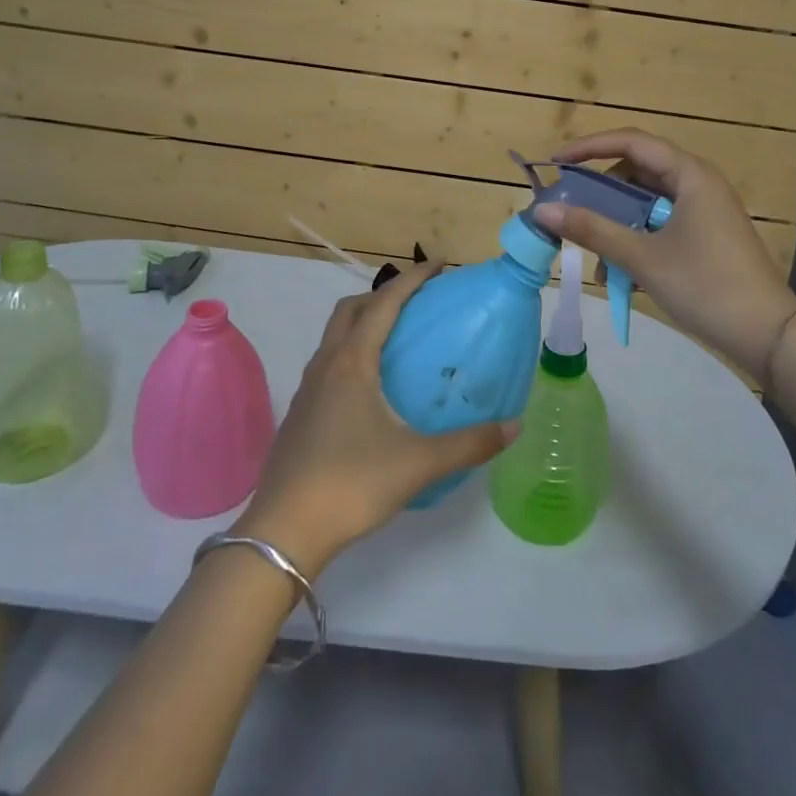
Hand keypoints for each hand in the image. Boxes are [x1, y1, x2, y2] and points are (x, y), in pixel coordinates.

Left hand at [234, 261, 518, 573]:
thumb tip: (513, 425)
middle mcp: (326, 365)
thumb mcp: (419, 463)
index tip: (440, 264)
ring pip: (335, 336)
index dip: (413, 279)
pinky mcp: (300, 414)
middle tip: (417, 301)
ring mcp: (307, 389)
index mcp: (352, 363)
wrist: (283, 532)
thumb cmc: (351, 483)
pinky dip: (351, 353)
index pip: (384, 302)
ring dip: (363, 323)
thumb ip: (469, 444)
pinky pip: (328, 363)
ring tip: (395, 339)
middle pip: (351, 310)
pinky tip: (370, 389)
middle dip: (383, 294)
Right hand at [532, 129, 795, 382]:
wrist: (769, 336)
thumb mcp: (643, 258)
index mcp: (690, 174)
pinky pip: (660, 221)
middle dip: (601, 190)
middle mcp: (698, 182)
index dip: (589, 147)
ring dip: (617, 221)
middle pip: (637, 170)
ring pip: (647, 200)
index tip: (555, 163)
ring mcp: (705, 209)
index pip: (631, 142)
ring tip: (595, 253)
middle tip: (569, 209)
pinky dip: (636, 237)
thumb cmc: (705, 286)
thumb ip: (592, 230)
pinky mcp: (706, 233)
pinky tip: (621, 271)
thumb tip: (543, 211)